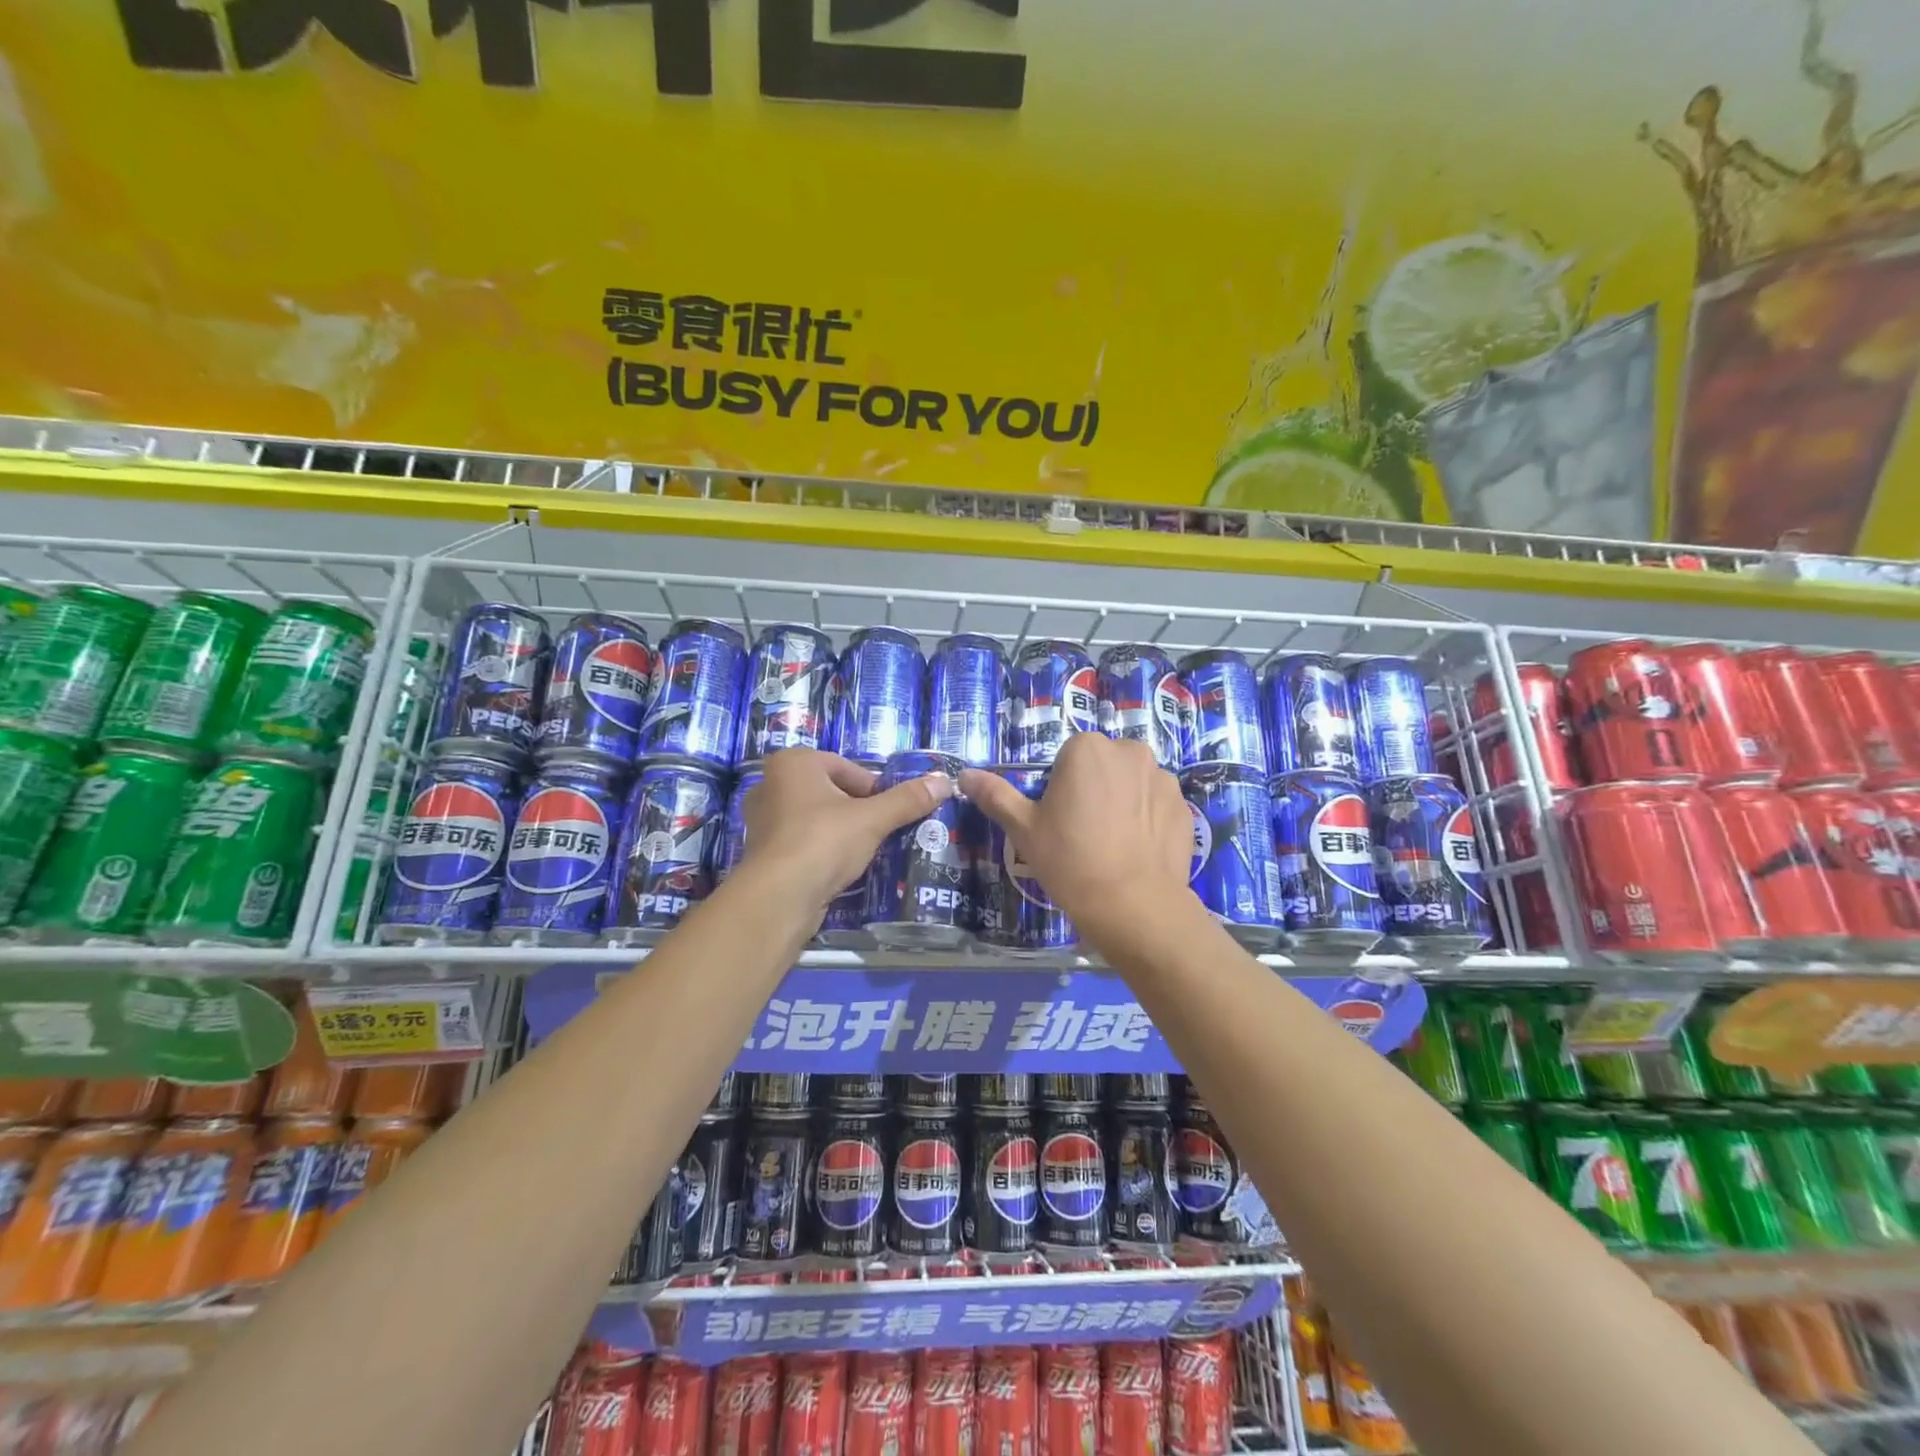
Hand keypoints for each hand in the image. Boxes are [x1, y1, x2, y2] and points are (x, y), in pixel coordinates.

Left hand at [741, 748, 954, 913]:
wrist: (779, 897)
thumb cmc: (823, 841)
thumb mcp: (872, 819)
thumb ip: (907, 800)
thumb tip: (944, 782)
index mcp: (793, 763)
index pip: (847, 768)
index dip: (874, 790)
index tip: (889, 813)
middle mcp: (771, 784)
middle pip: (831, 792)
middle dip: (857, 810)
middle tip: (879, 832)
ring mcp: (762, 820)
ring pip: (815, 818)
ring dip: (839, 832)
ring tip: (863, 852)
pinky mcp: (762, 852)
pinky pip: (801, 842)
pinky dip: (821, 851)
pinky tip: (839, 869)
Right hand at [960, 734, 1192, 945]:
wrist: (1133, 905)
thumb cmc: (1070, 859)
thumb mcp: (1023, 828)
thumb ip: (995, 795)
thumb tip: (964, 775)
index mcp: (1087, 748)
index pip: (1066, 758)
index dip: (1058, 789)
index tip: (1058, 821)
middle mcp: (1129, 751)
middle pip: (1101, 765)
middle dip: (1093, 789)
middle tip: (1082, 833)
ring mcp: (1162, 778)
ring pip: (1131, 783)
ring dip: (1122, 801)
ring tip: (1112, 844)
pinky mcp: (1184, 806)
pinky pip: (1157, 804)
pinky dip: (1147, 819)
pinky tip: (1137, 851)